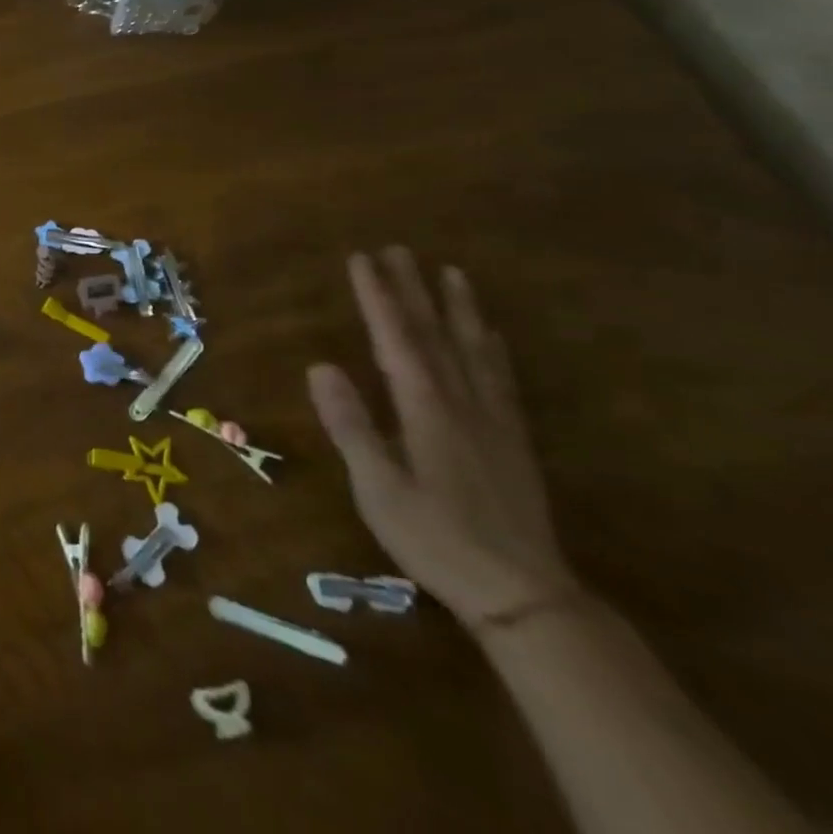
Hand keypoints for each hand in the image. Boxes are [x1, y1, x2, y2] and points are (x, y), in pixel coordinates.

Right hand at [308, 247, 578, 631]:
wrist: (524, 596)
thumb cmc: (436, 538)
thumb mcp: (377, 486)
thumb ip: (350, 425)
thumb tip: (321, 366)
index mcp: (426, 409)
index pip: (396, 338)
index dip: (378, 296)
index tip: (362, 258)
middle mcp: (462, 402)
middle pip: (435, 334)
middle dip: (414, 289)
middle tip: (399, 249)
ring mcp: (493, 420)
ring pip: (474, 350)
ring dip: (459, 308)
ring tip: (452, 273)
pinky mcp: (511, 440)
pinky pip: (500, 378)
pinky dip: (491, 347)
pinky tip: (490, 336)